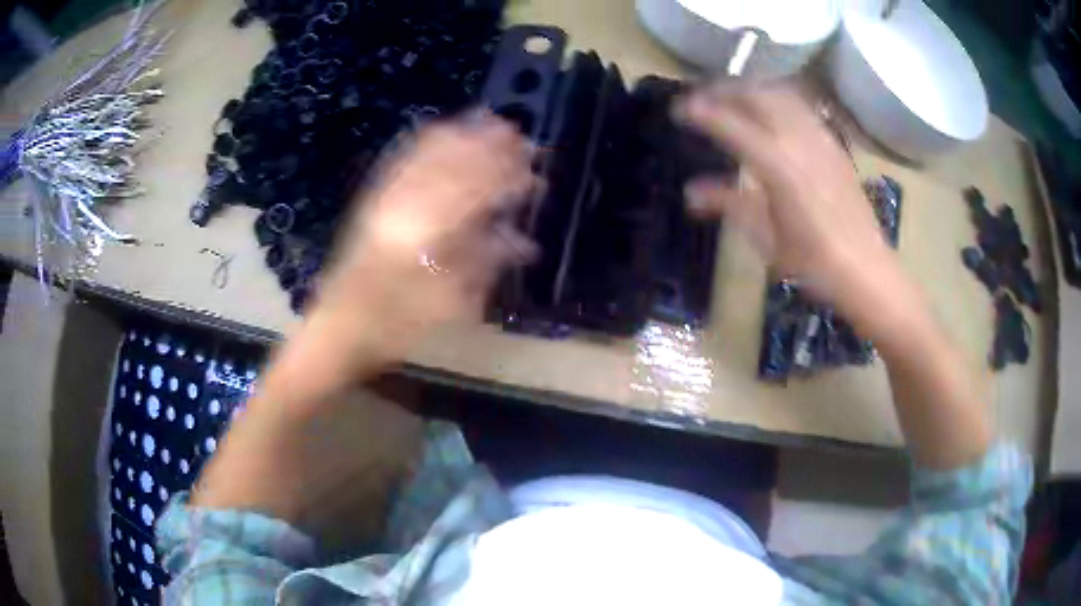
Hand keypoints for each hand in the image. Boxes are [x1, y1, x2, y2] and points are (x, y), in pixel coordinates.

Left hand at [274, 114, 536, 401]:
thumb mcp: (449, 304)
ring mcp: (388, 198)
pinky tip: (441, 128)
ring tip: (490, 120)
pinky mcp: (374, 199)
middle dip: (492, 147)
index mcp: (431, 234)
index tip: (533, 168)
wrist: (341, 325)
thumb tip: (524, 242)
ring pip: (429, 154)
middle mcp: (409, 205)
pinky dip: (426, 140)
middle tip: (521, 138)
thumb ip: (486, 264)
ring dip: (463, 134)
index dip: (509, 175)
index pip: (479, 191)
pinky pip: (402, 159)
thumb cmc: (397, 324)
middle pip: (457, 163)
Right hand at [675, 82, 903, 319]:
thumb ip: (729, 204)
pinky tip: (770, 112)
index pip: (730, 123)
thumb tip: (691, 191)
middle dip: (723, 90)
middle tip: (701, 98)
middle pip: (756, 95)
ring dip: (750, 89)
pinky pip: (801, 106)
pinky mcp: (834, 144)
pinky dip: (777, 99)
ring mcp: (820, 138)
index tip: (678, 110)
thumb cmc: (814, 263)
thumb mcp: (766, 238)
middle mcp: (799, 140)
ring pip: (780, 94)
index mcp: (777, 165)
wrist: (866, 270)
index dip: (700, 111)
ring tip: (731, 98)